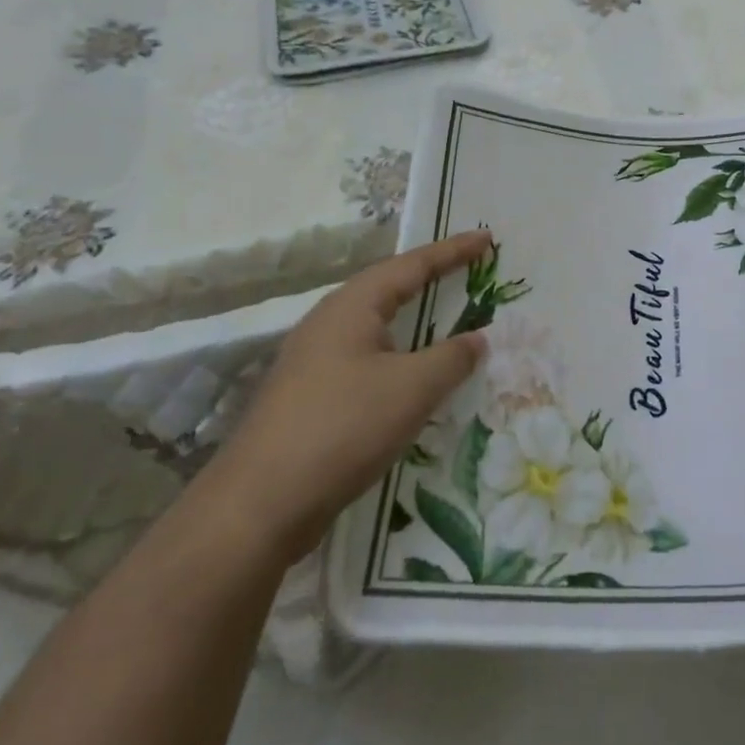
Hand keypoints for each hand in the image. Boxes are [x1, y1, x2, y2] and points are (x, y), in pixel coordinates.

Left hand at [205, 230, 493, 563]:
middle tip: (469, 270)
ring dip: (414, 320)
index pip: (412, 265)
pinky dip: (399, 356)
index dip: (453, 251)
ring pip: (376, 327)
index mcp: (352, 306)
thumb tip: (478, 338)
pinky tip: (411, 377)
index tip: (487, 238)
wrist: (257, 506)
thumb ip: (452, 357)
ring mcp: (314, 360)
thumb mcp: (412, 389)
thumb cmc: (343, 428)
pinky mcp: (310, 396)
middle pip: (389, 288)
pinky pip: (366, 359)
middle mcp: (329, 322)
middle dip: (431, 278)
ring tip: (446, 317)